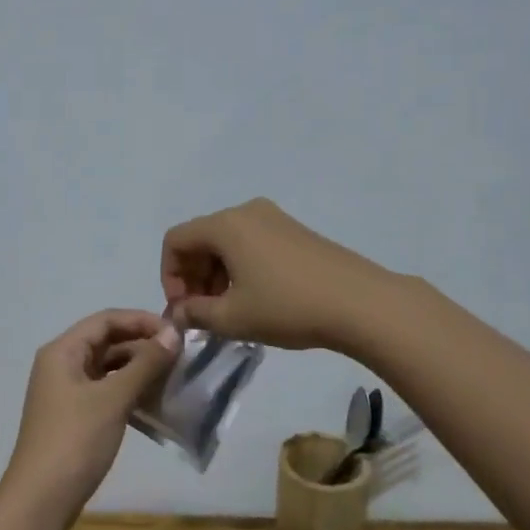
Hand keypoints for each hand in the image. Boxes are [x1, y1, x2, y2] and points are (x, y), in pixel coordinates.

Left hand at [0, 309, 181, 529]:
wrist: (40, 501)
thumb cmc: (75, 441)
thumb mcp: (113, 399)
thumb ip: (144, 364)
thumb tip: (173, 334)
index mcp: (63, 351)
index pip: (106, 320)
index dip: (141, 320)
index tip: (176, 333)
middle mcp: (62, 364)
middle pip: (107, 341)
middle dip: (143, 345)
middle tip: (180, 357)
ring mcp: (67, 392)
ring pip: (108, 368)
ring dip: (139, 370)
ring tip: (173, 378)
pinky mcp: (75, 416)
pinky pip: (106, 391)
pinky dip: (129, 392)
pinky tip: (154, 403)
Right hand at [160, 198, 391, 351]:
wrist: (360, 303)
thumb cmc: (287, 307)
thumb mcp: (233, 318)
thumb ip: (195, 313)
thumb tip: (178, 313)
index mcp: (225, 225)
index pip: (175, 240)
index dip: (169, 276)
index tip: (183, 309)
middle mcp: (246, 211)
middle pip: (201, 238)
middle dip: (193, 277)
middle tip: (202, 314)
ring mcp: (274, 218)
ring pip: (227, 242)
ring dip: (216, 275)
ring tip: (229, 311)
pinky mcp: (295, 231)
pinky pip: (251, 243)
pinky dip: (240, 268)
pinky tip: (255, 299)